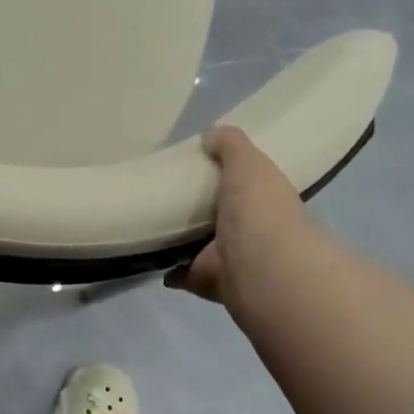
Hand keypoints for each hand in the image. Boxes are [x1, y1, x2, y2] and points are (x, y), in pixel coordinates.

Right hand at [168, 126, 306, 312]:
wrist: (257, 263)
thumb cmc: (259, 208)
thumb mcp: (248, 161)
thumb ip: (231, 144)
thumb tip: (209, 134)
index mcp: (265, 202)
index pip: (247, 185)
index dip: (228, 175)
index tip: (201, 165)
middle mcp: (250, 232)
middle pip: (221, 215)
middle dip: (201, 207)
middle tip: (167, 190)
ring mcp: (227, 259)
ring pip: (200, 245)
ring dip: (183, 239)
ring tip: (151, 221)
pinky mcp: (204, 279)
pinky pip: (180, 272)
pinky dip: (167, 269)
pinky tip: (147, 253)